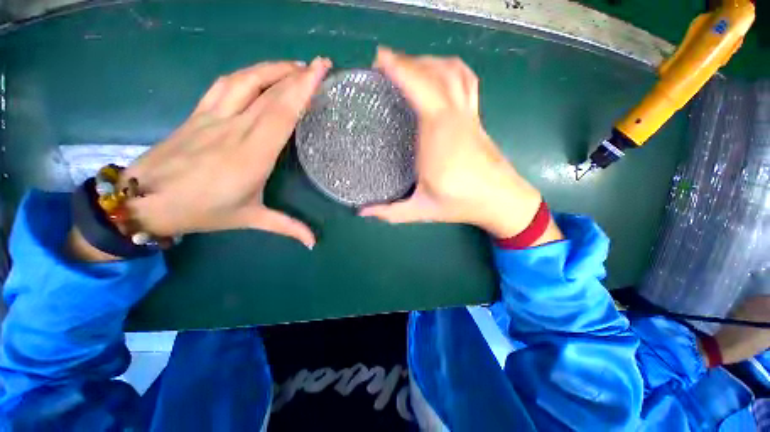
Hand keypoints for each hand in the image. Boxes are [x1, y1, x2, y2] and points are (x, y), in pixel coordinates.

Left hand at [120, 57, 332, 248]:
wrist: (143, 202)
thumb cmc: (201, 212)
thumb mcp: (250, 220)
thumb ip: (287, 226)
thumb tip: (313, 242)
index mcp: (251, 156)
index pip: (281, 113)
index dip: (301, 89)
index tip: (320, 71)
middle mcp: (235, 129)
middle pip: (269, 92)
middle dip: (297, 73)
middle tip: (320, 65)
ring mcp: (213, 117)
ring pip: (246, 80)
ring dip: (273, 68)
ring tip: (295, 67)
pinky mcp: (199, 113)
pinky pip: (225, 83)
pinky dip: (248, 73)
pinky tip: (261, 73)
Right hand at [360, 48, 554, 240]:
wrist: (501, 200)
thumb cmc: (461, 204)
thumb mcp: (421, 211)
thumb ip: (390, 212)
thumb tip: (361, 212)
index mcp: (437, 138)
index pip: (420, 90)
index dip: (399, 69)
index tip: (379, 61)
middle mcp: (454, 119)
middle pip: (434, 73)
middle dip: (408, 61)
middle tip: (384, 63)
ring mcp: (469, 115)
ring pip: (453, 71)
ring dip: (429, 61)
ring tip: (409, 65)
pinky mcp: (476, 117)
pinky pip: (466, 80)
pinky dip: (450, 68)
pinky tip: (440, 73)